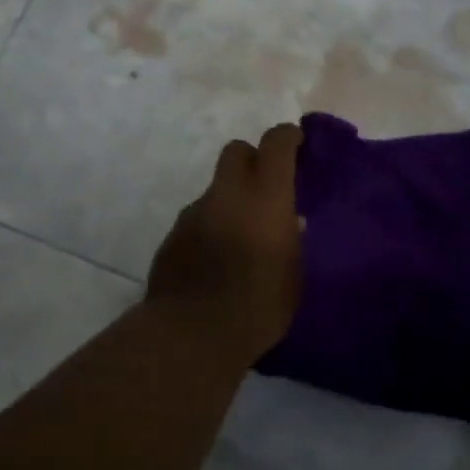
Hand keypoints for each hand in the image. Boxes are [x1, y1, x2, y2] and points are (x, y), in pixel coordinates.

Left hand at [146, 124, 304, 362]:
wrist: (193, 332)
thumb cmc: (259, 305)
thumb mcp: (293, 276)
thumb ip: (291, 242)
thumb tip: (289, 223)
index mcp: (265, 197)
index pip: (275, 143)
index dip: (287, 137)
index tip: (296, 143)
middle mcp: (227, 194)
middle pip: (236, 151)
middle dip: (252, 160)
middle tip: (265, 188)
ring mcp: (194, 212)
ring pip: (215, 189)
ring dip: (229, 201)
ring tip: (240, 238)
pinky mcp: (172, 235)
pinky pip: (197, 219)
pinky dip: (209, 227)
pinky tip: (214, 260)